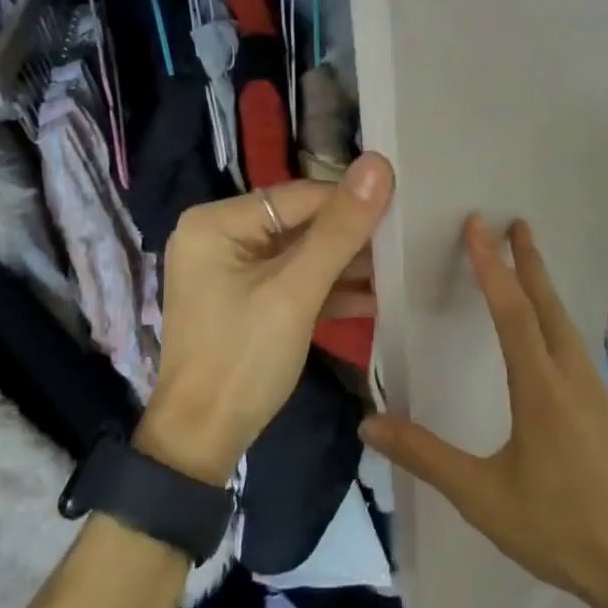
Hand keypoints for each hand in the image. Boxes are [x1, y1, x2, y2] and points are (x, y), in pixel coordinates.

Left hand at [137, 154, 394, 484]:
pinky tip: (374, 299)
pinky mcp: (246, 299)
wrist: (201, 442)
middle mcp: (219, 235)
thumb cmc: (243, 359)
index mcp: (217, 222)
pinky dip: (328, 290)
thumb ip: (339, 230)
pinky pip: (293, 281)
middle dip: (352, 237)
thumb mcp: (296, 292)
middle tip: (406, 242)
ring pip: (301, 254)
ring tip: (399, 268)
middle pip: (300, 223)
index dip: (352, 202)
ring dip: (346, 265)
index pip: (300, 196)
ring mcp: (232, 270)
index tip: (405, 210)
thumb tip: (379, 164)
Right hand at [360, 218, 607, 607]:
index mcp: (540, 389)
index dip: (492, 266)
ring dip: (544, 287)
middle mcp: (572, 376)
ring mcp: (595, 390)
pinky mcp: (605, 407)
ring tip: (528, 262)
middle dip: (528, 261)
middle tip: (514, 222)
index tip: (479, 226)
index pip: (512, 312)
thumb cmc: (556, 527)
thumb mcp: (480, 495)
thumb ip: (425, 455)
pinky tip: (550, 330)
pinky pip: (576, 344)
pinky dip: (556, 317)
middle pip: (547, 304)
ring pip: (565, 323)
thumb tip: (369, 424)